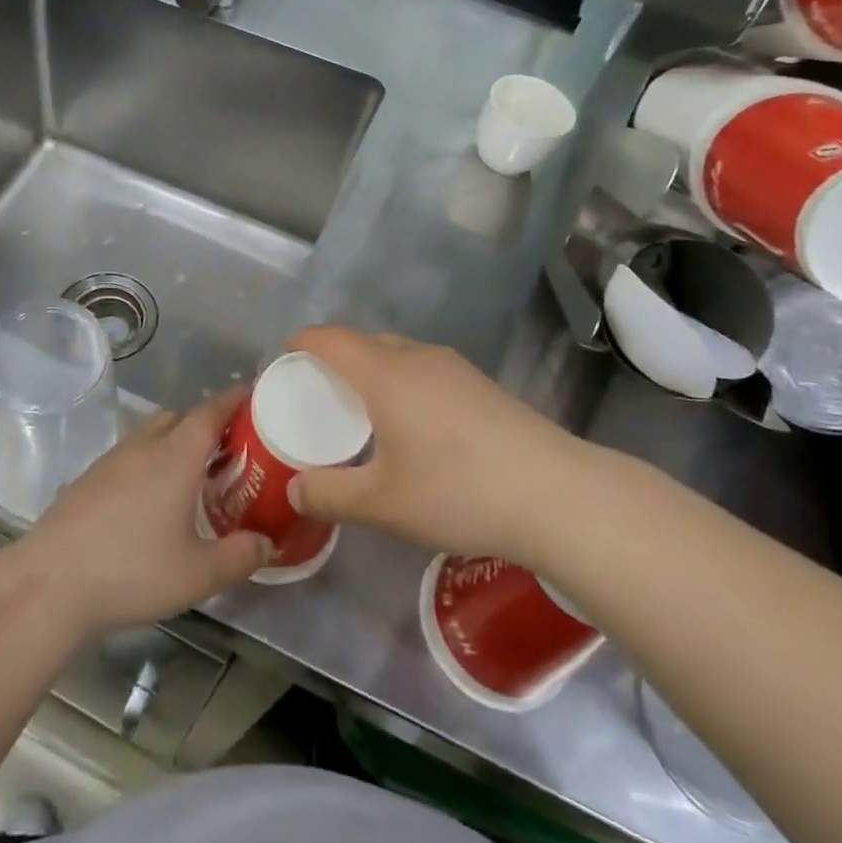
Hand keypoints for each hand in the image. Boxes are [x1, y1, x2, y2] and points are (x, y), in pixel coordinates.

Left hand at [17, 390, 269, 637]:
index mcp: (176, 456)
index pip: (211, 411)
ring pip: (150, 433)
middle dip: (205, 422)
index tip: (254, 397)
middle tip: (228, 448)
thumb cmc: (132, 572)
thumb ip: (239, 556)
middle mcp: (144, 446)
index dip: (234, 400)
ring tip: (191, 473)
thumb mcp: (197, 574)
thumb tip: (267, 544)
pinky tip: (149, 498)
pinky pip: (128, 454)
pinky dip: (148, 460)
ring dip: (174, 440)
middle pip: (179, 416)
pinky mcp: (88, 479)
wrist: (50, 584)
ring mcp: (111, 460)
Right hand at [286, 326, 582, 561]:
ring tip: (364, 412)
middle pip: (363, 341)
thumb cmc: (458, 491)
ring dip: (372, 371)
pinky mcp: (481, 385)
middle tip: (319, 397)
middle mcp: (416, 357)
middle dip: (334, 360)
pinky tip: (415, 427)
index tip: (284, 363)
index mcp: (383, 373)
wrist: (557, 495)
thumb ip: (330, 495)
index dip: (300, 342)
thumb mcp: (383, 504)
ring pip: (398, 353)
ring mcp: (454, 368)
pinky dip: (403, 383)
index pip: (328, 338)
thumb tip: (295, 490)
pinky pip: (425, 369)